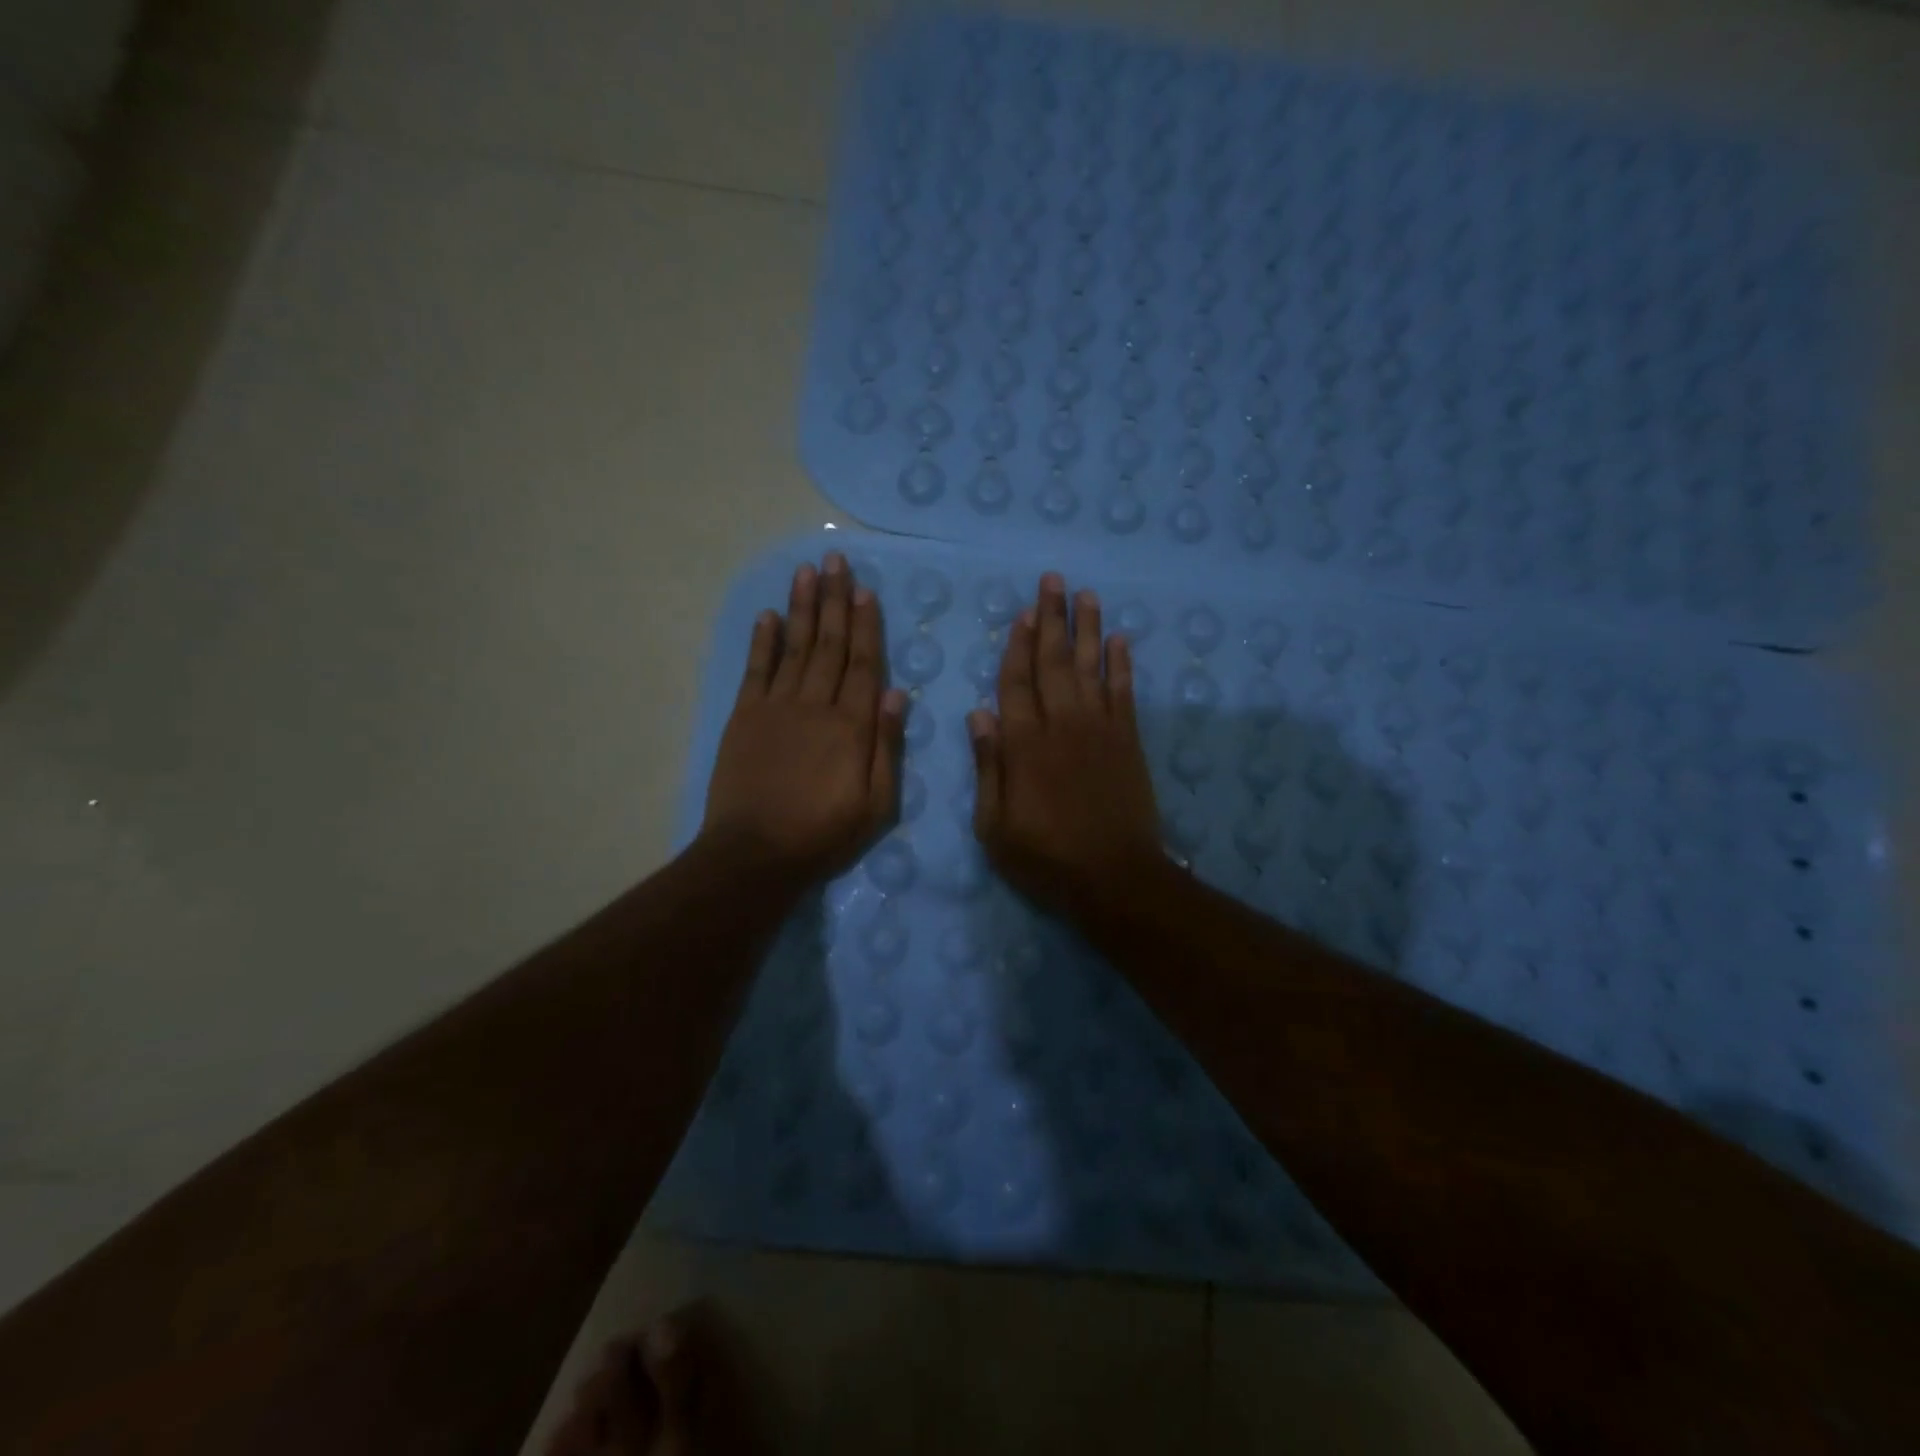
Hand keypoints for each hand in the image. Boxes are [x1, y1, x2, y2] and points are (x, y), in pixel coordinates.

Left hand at [701, 552, 906, 891]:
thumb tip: (897, 694)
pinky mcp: (745, 717)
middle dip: (834, 600)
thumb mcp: (876, 804)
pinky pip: (756, 670)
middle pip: (830, 644)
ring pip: (795, 647)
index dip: (866, 625)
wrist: (756, 853)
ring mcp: (777, 707)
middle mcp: (816, 704)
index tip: (865, 590)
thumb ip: (887, 746)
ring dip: (802, 607)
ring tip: (806, 571)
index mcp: (852, 725)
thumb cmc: (824, 833)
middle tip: (834, 560)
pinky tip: (769, 615)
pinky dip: (763, 640)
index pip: (864, 664)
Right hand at [968, 572, 1162, 920]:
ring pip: (1090, 667)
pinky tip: (1119, 639)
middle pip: (1054, 663)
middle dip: (1052, 620)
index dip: (1017, 647)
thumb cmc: (1045, 857)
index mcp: (1024, 744)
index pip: (1016, 683)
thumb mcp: (994, 825)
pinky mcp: (1128, 741)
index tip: (1021, 614)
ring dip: (1087, 629)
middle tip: (1053, 581)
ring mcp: (1099, 730)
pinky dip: (1121, 664)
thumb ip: (988, 766)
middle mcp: (1062, 725)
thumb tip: (978, 715)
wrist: (1115, 878)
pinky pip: (1123, 692)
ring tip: (1085, 594)